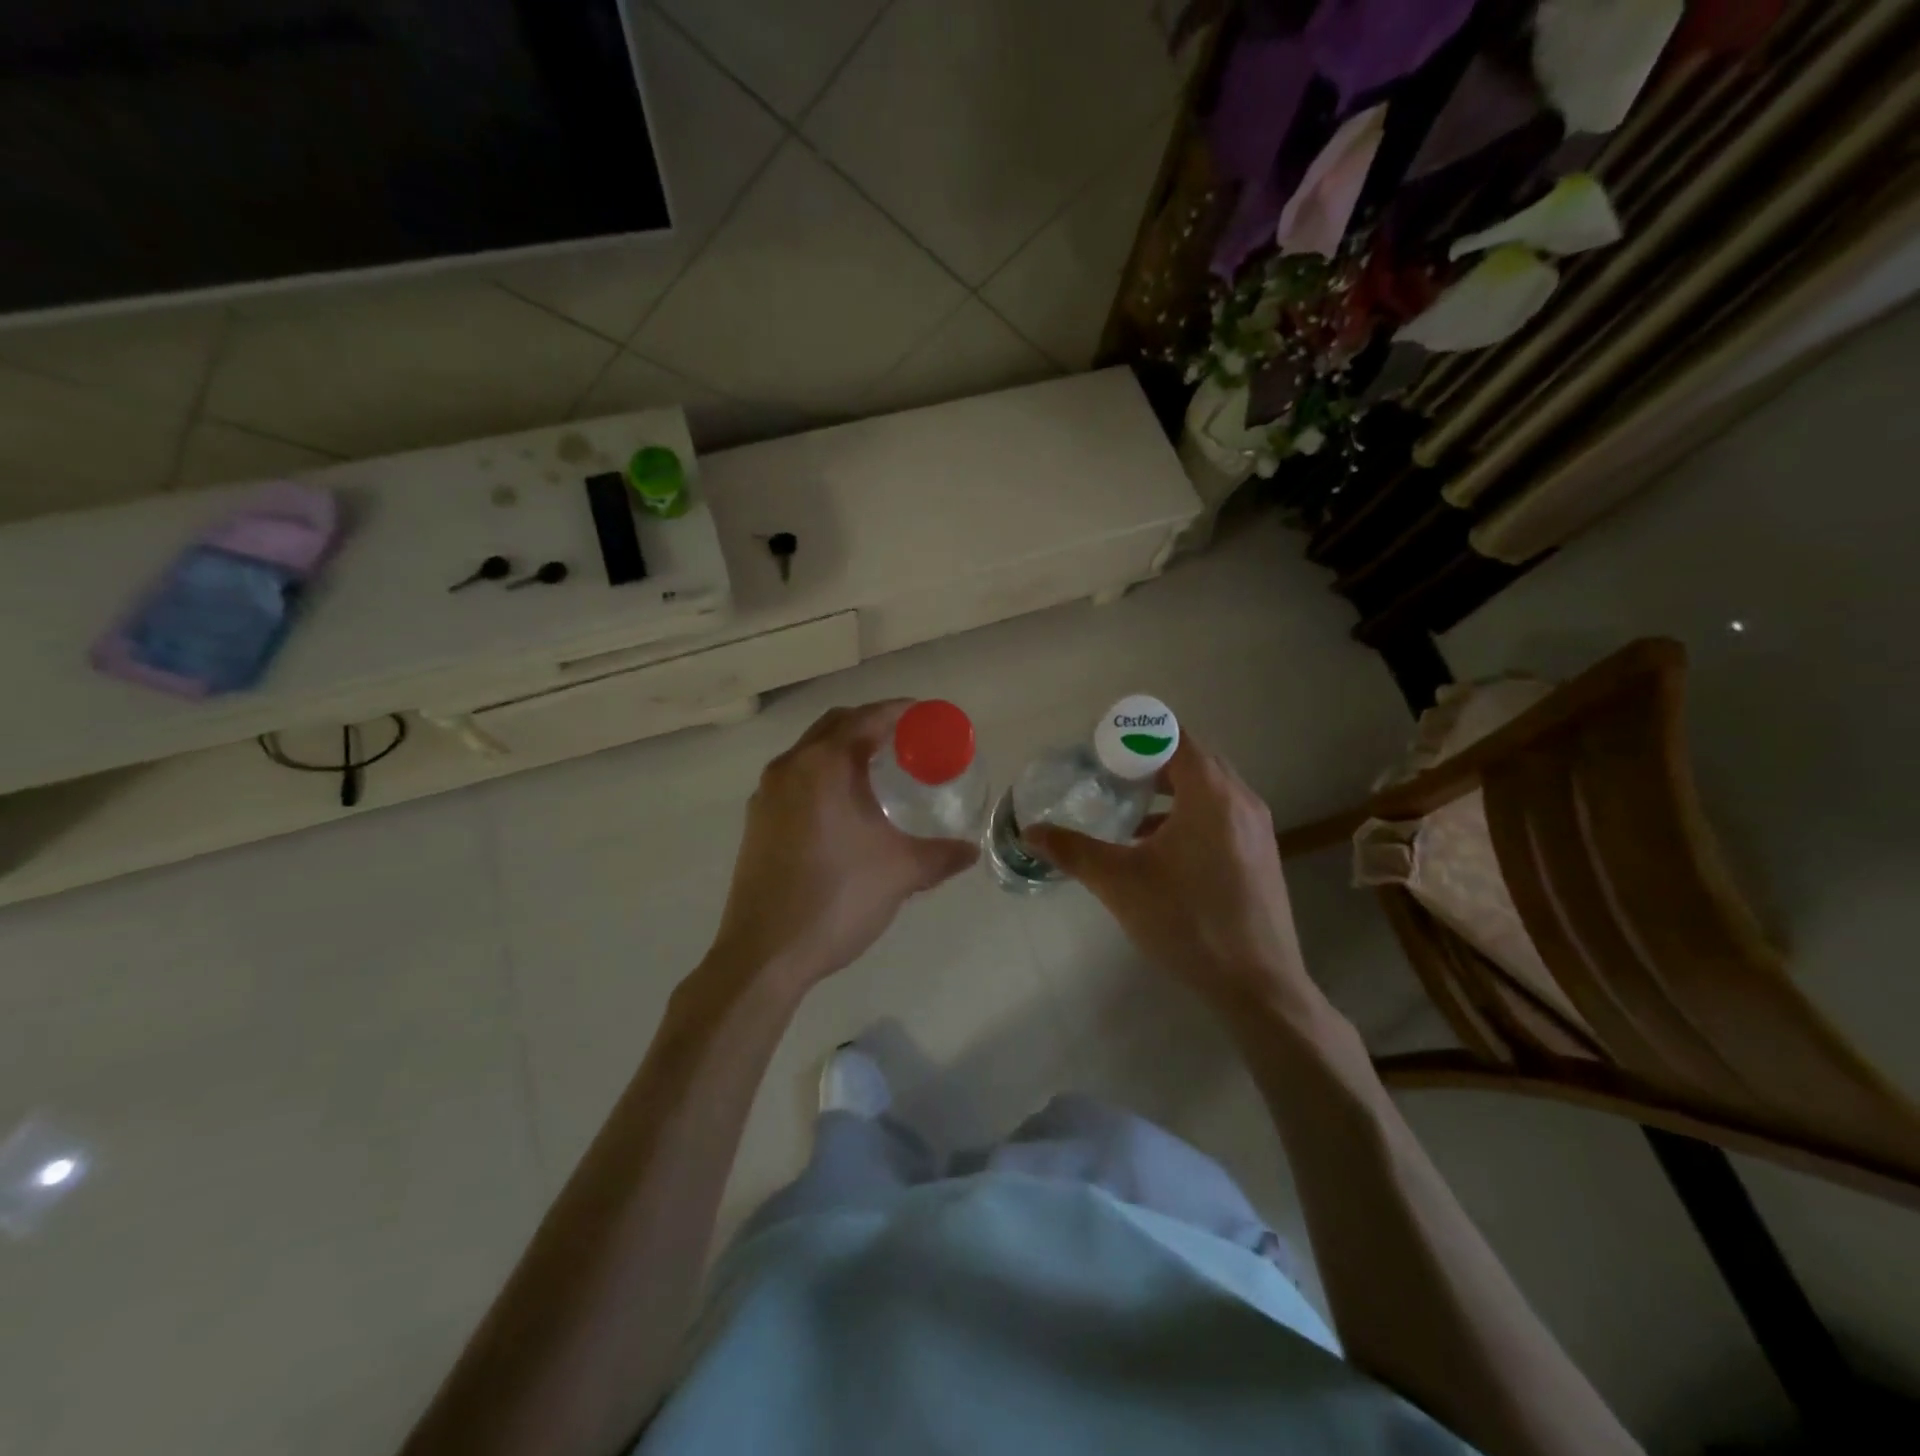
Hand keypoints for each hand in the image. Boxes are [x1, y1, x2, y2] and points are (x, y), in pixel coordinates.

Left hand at [704, 701, 978, 993]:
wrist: (765, 953)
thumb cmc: (837, 899)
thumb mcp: (901, 873)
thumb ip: (941, 855)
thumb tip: (971, 851)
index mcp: (824, 765)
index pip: (866, 719)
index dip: (899, 711)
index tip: (925, 716)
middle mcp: (790, 768)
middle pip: (834, 725)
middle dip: (870, 724)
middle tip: (905, 740)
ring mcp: (766, 795)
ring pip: (810, 752)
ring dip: (843, 749)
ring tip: (878, 770)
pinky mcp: (757, 822)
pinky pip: (795, 779)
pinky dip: (822, 775)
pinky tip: (844, 807)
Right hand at [1026, 735, 1316, 1011]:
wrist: (1258, 985)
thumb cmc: (1187, 922)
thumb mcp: (1120, 883)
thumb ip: (1073, 851)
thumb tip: (1031, 833)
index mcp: (1211, 794)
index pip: (1174, 737)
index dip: (1136, 735)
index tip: (1102, 747)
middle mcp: (1241, 800)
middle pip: (1192, 758)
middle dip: (1149, 760)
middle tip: (1109, 773)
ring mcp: (1257, 829)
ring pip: (1208, 788)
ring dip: (1169, 789)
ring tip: (1128, 808)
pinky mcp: (1261, 854)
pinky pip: (1220, 814)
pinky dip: (1188, 814)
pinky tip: (1157, 846)